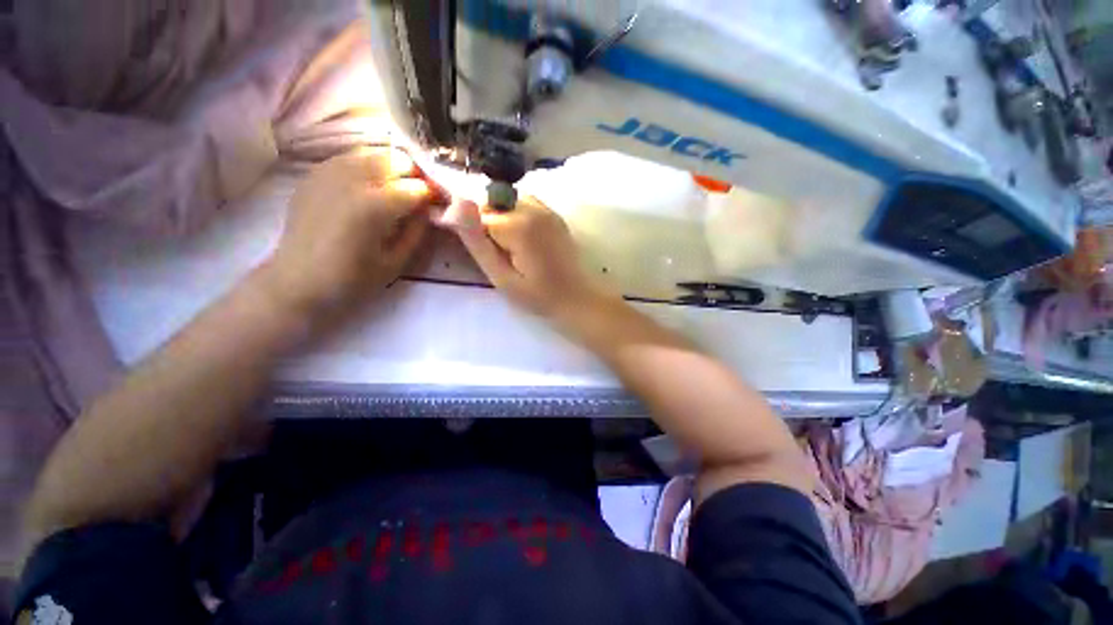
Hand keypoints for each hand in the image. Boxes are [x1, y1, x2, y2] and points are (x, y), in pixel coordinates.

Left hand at [261, 148, 446, 318]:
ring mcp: (329, 171)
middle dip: (415, 175)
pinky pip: (349, 157)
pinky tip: (369, 186)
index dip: (434, 195)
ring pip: (373, 152)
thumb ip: (417, 231)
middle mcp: (352, 179)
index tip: (440, 205)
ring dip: (392, 168)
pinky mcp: (314, 174)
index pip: (418, 187)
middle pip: (397, 159)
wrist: (298, 281)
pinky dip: (367, 166)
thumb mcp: (397, 262)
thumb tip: (429, 209)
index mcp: (375, 205)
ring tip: (396, 189)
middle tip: (419, 196)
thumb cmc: (353, 279)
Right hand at [435, 196, 616, 323]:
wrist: (576, 297)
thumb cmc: (538, 296)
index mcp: (519, 224)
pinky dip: (516, 215)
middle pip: (492, 202)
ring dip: (500, 218)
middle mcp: (533, 207)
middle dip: (486, 224)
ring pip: (507, 201)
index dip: (472, 232)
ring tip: (511, 248)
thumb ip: (477, 241)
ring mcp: (547, 208)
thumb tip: (456, 203)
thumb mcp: (501, 277)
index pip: (477, 213)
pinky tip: (523, 240)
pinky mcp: (554, 214)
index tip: (482, 254)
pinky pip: (524, 204)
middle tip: (499, 255)